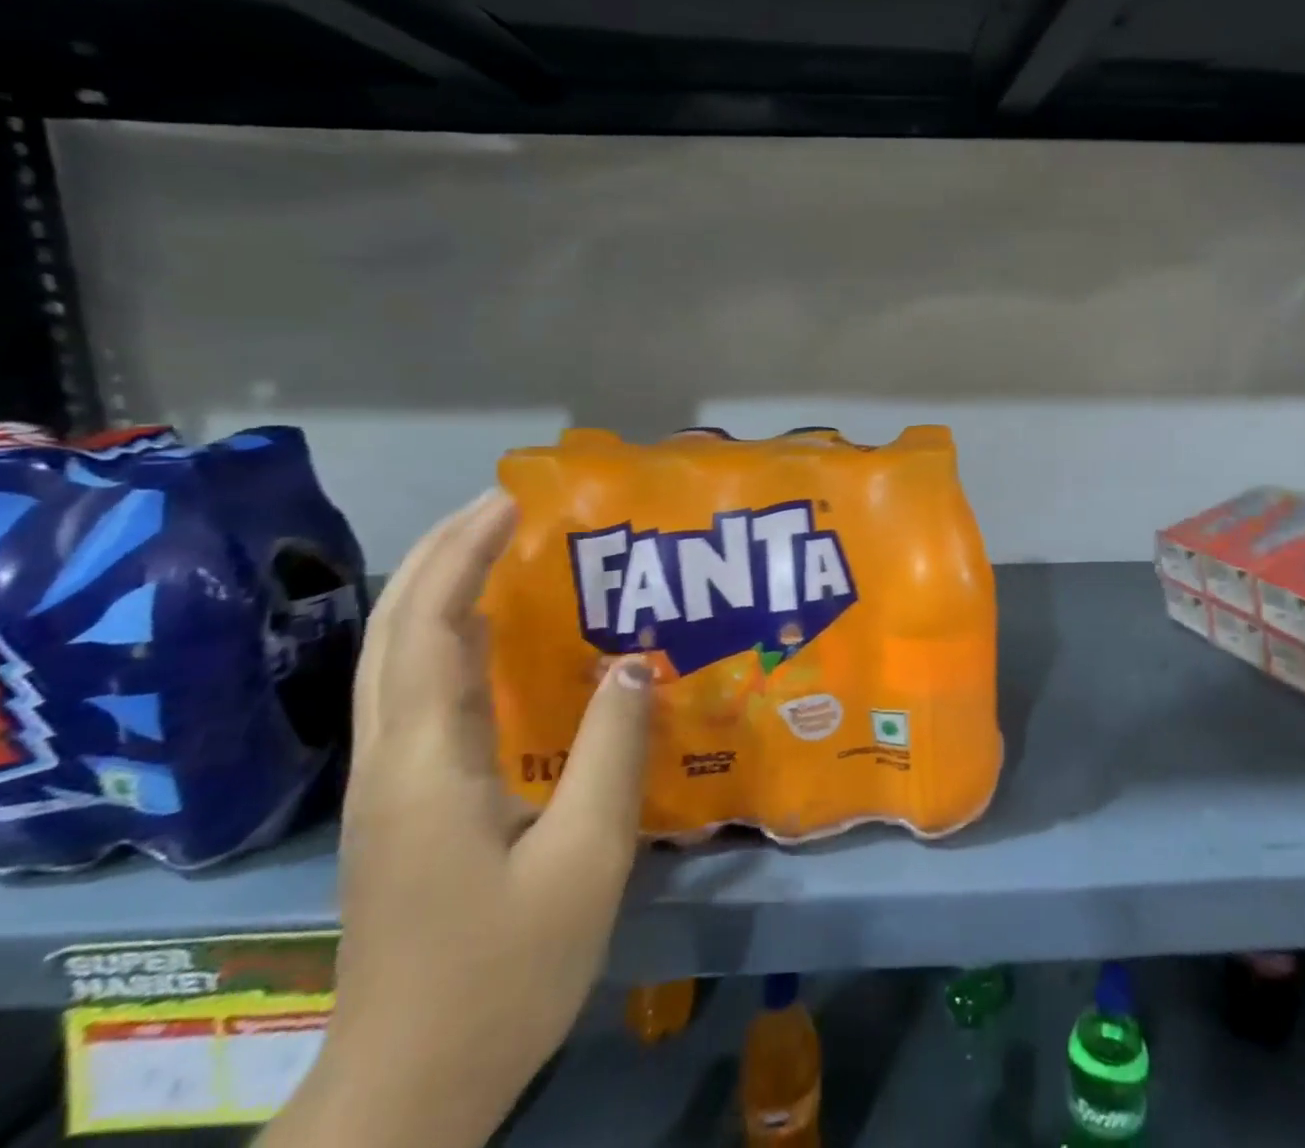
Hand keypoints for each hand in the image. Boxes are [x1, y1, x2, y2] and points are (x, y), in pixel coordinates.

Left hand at [273, 492, 651, 1147]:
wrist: (409, 1088)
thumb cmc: (503, 970)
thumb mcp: (583, 857)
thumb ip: (611, 750)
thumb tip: (633, 659)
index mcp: (428, 759)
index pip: (431, 626)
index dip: (464, 552)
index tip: (512, 500)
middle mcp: (391, 756)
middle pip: (394, 629)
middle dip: (442, 553)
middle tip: (506, 506)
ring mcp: (388, 782)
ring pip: (394, 658)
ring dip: (439, 590)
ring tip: (501, 548)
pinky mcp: (401, 802)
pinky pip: (416, 693)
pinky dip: (446, 639)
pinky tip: (491, 637)